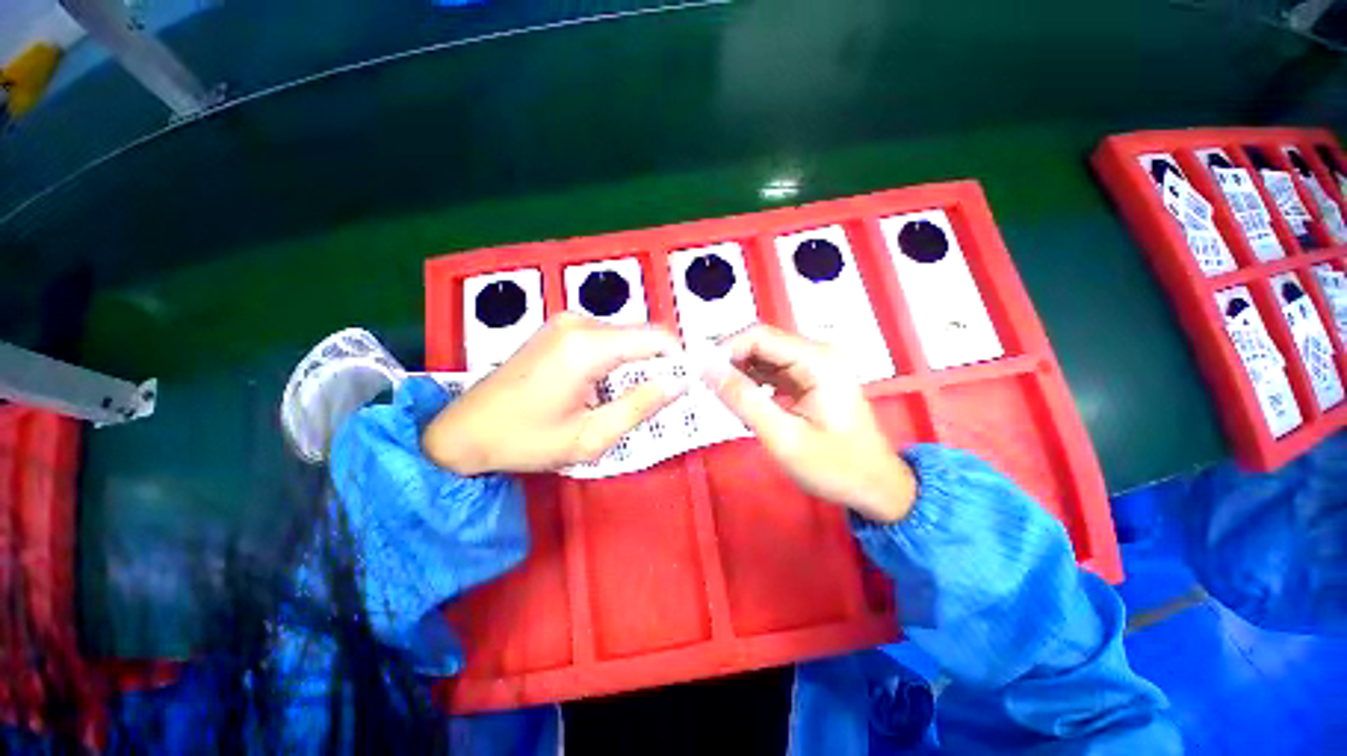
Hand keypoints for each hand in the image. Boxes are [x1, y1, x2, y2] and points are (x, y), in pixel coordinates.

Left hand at [423, 313, 684, 474]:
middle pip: (641, 336)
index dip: (679, 360)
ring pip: (625, 337)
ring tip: (622, 399)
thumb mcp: (590, 436)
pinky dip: (615, 360)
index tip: (685, 387)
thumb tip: (680, 383)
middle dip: (656, 366)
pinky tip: (600, 387)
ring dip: (634, 365)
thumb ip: (640, 406)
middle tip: (653, 403)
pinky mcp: (560, 327)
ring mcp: (567, 321)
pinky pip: (605, 338)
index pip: (656, 337)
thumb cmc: (527, 439)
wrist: (465, 429)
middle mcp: (580, 322)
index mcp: (588, 346)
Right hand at [704, 325, 916, 522]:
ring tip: (723, 397)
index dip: (725, 350)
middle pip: (762, 343)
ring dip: (741, 372)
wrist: (877, 487)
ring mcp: (817, 364)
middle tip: (707, 388)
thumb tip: (707, 369)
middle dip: (731, 361)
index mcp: (818, 360)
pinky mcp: (812, 378)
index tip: (701, 374)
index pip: (759, 336)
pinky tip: (745, 401)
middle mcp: (818, 353)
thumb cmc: (835, 467)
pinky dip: (754, 382)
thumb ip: (743, 400)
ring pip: (765, 356)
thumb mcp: (783, 437)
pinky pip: (774, 370)